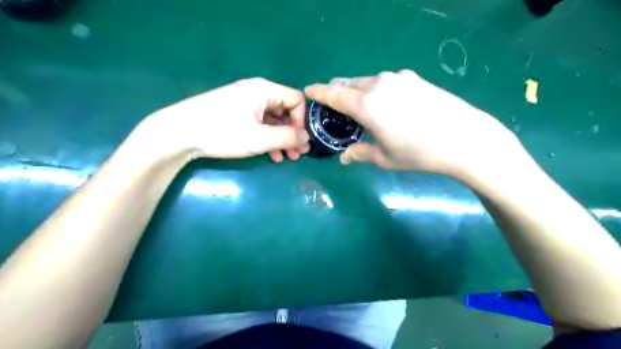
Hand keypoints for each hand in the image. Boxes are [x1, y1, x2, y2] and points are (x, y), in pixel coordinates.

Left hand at [141, 78, 310, 161]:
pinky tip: (271, 155)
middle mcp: (257, 92)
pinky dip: (268, 138)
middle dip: (293, 133)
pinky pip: (260, 124)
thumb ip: (287, 137)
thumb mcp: (260, 138)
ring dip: (282, 138)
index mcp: (265, 90)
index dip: (302, 121)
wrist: (178, 133)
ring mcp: (245, 102)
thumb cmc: (223, 132)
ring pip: (273, 119)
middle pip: (285, 110)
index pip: (296, 100)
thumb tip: (307, 137)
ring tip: (287, 157)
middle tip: (298, 154)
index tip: (300, 140)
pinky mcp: (236, 113)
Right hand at [304, 69, 520, 176]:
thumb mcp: (384, 158)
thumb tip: (345, 157)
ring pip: (367, 81)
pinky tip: (385, 105)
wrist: (465, 139)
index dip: (318, 91)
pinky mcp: (414, 79)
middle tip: (334, 107)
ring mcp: (398, 78)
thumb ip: (359, 153)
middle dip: (337, 92)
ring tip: (360, 109)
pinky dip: (375, 90)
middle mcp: (379, 85)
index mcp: (366, 104)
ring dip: (357, 91)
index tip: (308, 91)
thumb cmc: (418, 153)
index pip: (333, 93)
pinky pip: (385, 82)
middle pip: (349, 83)